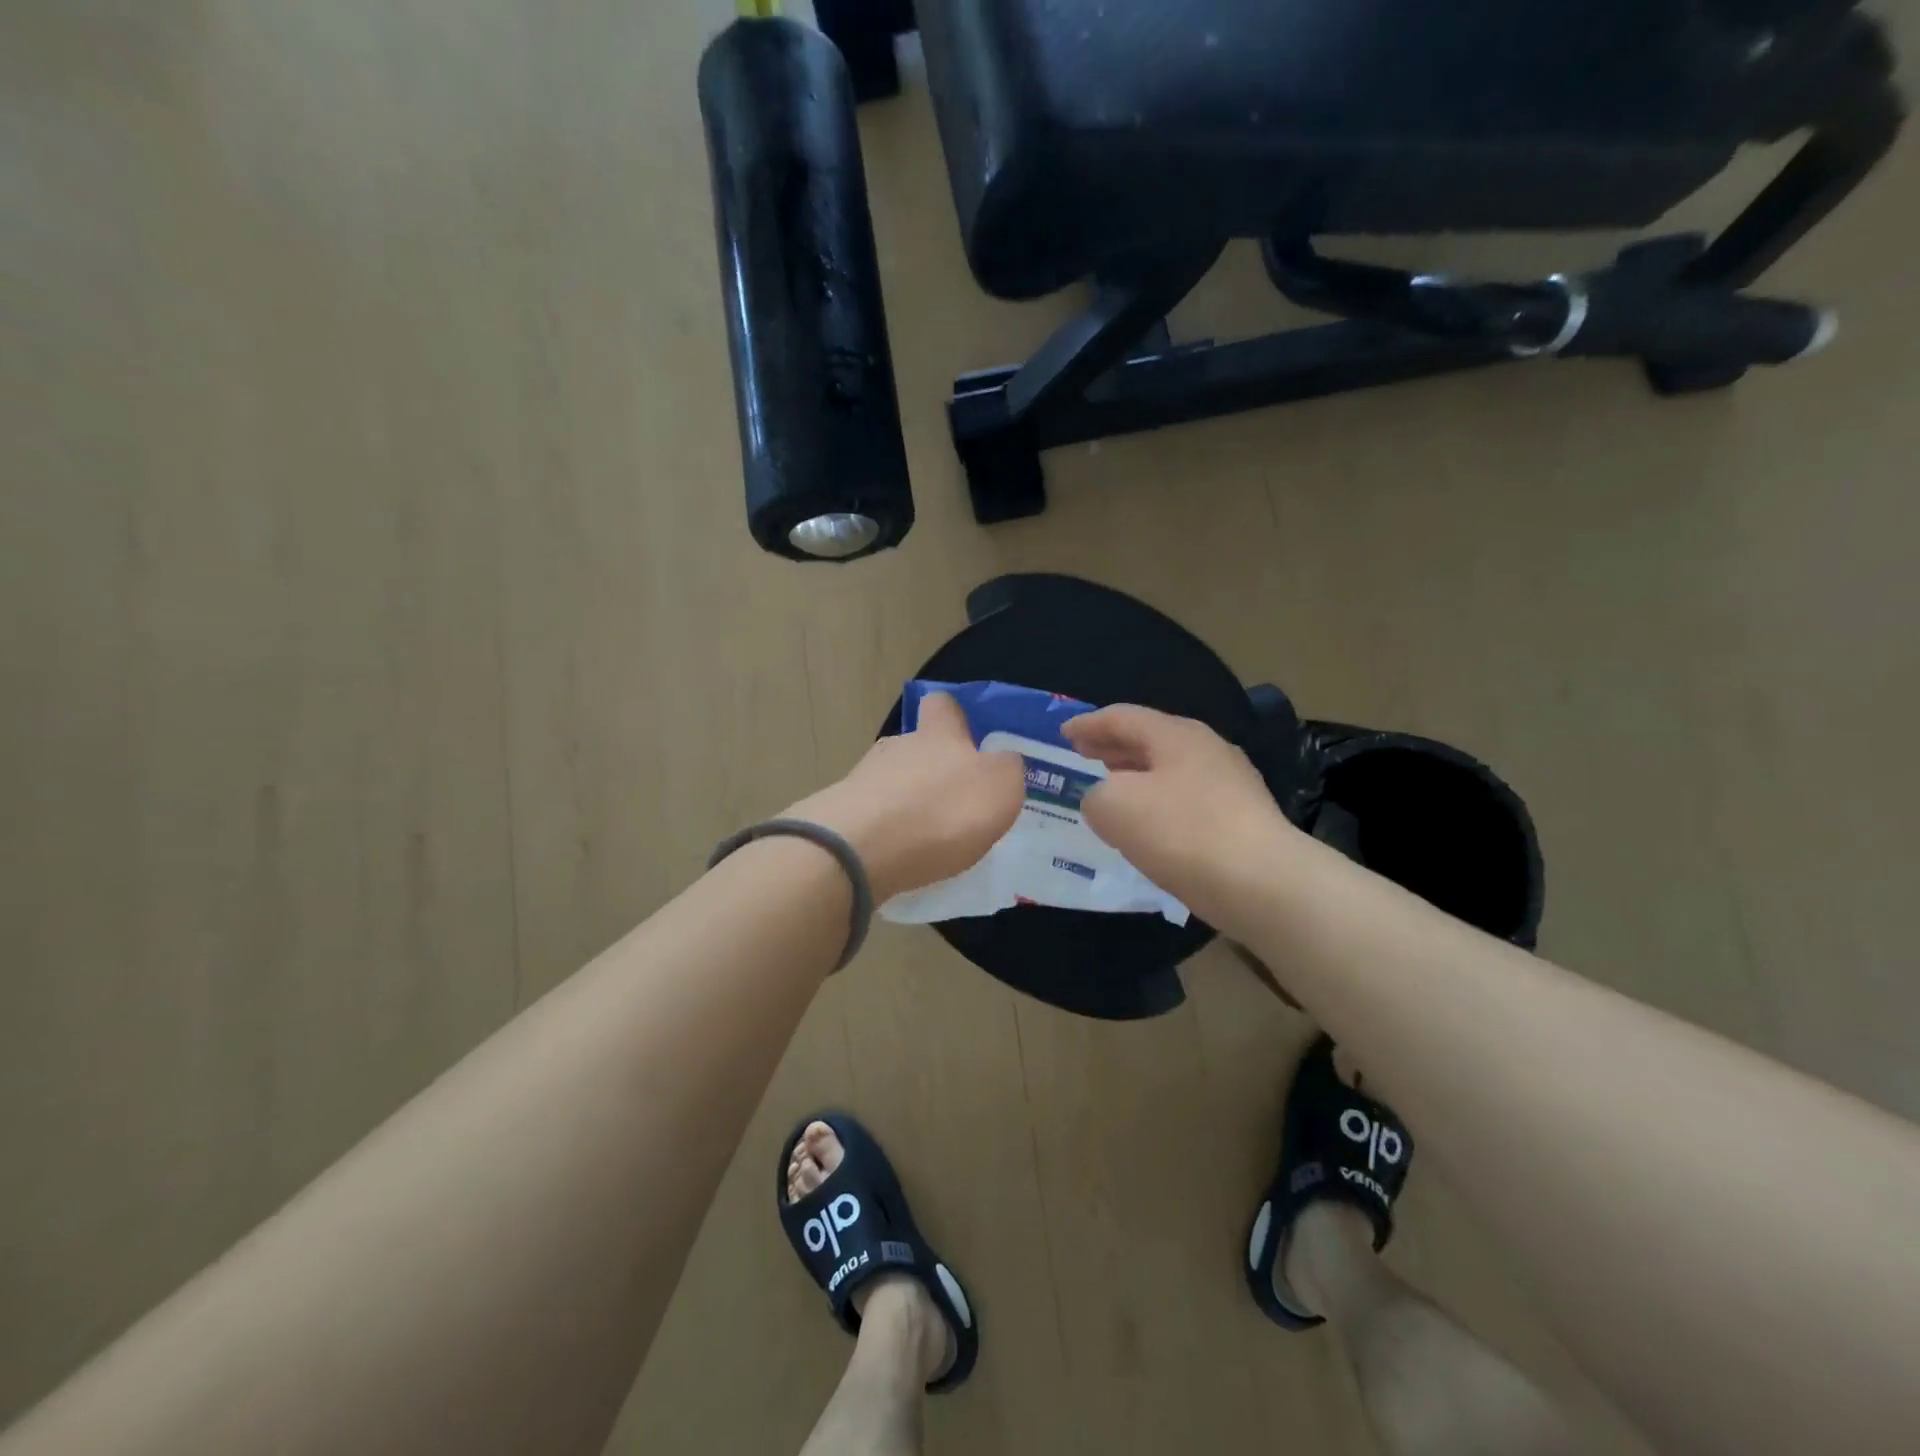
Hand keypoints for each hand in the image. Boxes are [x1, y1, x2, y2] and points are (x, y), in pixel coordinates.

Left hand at [786, 693, 1024, 902]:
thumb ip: (1006, 769)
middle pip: (916, 748)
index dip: (954, 716)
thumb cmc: (940, 811)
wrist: (860, 849)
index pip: (943, 705)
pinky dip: (888, 833)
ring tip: (928, 838)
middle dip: (933, 770)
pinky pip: (874, 818)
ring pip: (892, 783)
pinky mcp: (843, 817)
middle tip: (956, 803)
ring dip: (909, 803)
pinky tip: (900, 857)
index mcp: (939, 735)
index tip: (967, 734)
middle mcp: (899, 748)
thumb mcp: (999, 787)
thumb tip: (1001, 761)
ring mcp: (864, 780)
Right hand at [1062, 704, 1297, 925]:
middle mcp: (1206, 749)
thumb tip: (1104, 799)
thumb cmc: (1182, 833)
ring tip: (1110, 787)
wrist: (1263, 884)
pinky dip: (1157, 803)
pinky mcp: (1241, 820)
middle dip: (1112, 746)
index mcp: (1176, 734)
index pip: (1122, 717)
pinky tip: (1146, 827)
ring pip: (1169, 770)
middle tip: (1083, 755)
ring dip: (1135, 775)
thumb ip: (1095, 795)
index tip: (1063, 734)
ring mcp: (1230, 784)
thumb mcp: (1114, 807)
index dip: (1088, 724)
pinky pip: (1186, 800)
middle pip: (1150, 739)